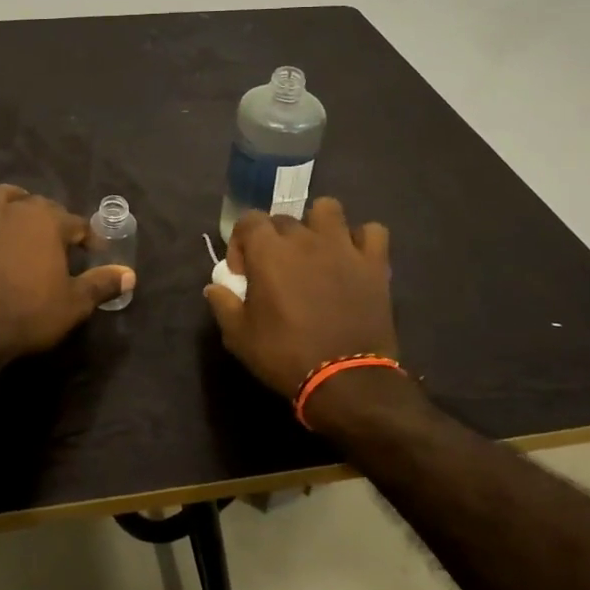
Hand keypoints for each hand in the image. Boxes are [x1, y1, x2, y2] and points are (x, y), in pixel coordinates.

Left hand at [0, 185, 134, 362]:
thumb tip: (130, 274)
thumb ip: (102, 284)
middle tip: (60, 239)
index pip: (76, 222)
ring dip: (9, 201)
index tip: (95, 253)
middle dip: (52, 216)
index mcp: (48, 222)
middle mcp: (16, 213)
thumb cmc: (32, 312)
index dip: (88, 237)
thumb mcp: (76, 303)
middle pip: (38, 203)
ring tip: (18, 214)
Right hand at [203, 199, 396, 398]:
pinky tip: (354, 258)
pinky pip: (372, 232)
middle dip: (275, 239)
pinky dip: (362, 240)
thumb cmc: (285, 356)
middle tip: (277, 270)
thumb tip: (215, 286)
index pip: (249, 220)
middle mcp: (304, 238)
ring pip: (328, 209)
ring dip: (318, 224)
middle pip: (285, 218)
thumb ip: (223, 304)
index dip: (241, 242)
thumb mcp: (239, 337)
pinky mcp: (373, 263)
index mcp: (268, 251)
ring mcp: (342, 247)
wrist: (345, 380)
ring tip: (316, 250)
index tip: (243, 272)